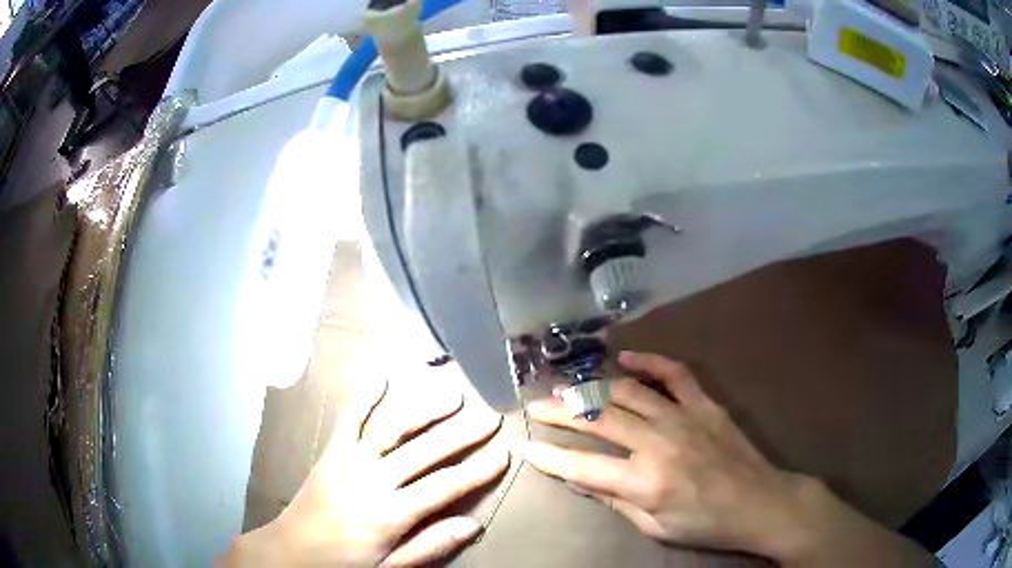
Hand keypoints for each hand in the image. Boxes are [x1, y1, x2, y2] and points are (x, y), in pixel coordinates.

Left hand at [222, 376, 508, 566]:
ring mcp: (349, 461)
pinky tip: (381, 376)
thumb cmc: (344, 562)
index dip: (477, 471)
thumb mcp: (391, 567)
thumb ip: (430, 545)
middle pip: (424, 452)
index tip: (503, 454)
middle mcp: (372, 481)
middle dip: (461, 433)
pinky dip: (365, 396)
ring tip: (451, 394)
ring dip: (423, 408)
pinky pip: (349, 419)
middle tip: (490, 417)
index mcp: (390, 514)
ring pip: (392, 428)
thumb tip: (473, 525)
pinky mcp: (331, 451)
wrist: (291, 550)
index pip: (444, 487)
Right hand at [521, 351, 933, 566]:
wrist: (761, 503)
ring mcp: (684, 417)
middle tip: (534, 405)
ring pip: (627, 392)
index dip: (549, 457)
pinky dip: (648, 361)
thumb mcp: (655, 527)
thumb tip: (581, 479)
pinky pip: (674, 373)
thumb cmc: (705, 524)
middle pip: (597, 420)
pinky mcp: (705, 403)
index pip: (581, 467)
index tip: (526, 445)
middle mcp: (658, 443)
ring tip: (567, 385)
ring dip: (592, 387)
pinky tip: (625, 358)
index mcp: (644, 482)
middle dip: (558, 412)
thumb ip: (616, 500)